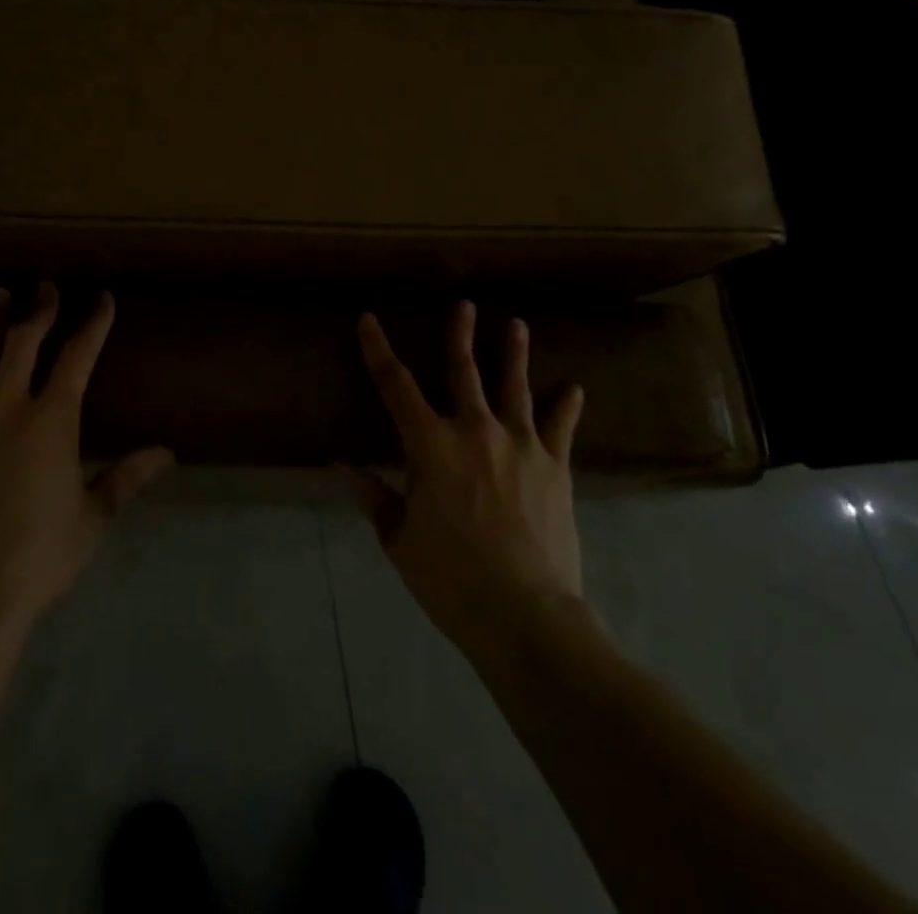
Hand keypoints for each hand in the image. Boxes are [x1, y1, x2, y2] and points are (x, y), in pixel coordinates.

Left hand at [0, 284, 174, 632]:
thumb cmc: (40, 556)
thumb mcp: (93, 516)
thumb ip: (127, 476)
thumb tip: (168, 453)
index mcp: (53, 420)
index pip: (78, 356)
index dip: (93, 323)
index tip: (102, 299)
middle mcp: (7, 407)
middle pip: (22, 342)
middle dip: (38, 309)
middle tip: (45, 286)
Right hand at [348, 301, 585, 658]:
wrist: (524, 613)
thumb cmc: (450, 577)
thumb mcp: (399, 539)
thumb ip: (374, 497)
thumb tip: (344, 467)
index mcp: (429, 444)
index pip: (394, 384)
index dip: (378, 349)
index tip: (368, 319)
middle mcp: (474, 430)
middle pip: (462, 370)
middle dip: (459, 335)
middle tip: (463, 305)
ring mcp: (519, 443)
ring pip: (514, 386)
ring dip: (513, 353)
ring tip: (516, 324)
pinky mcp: (554, 466)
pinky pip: (560, 428)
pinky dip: (566, 406)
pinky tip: (574, 388)